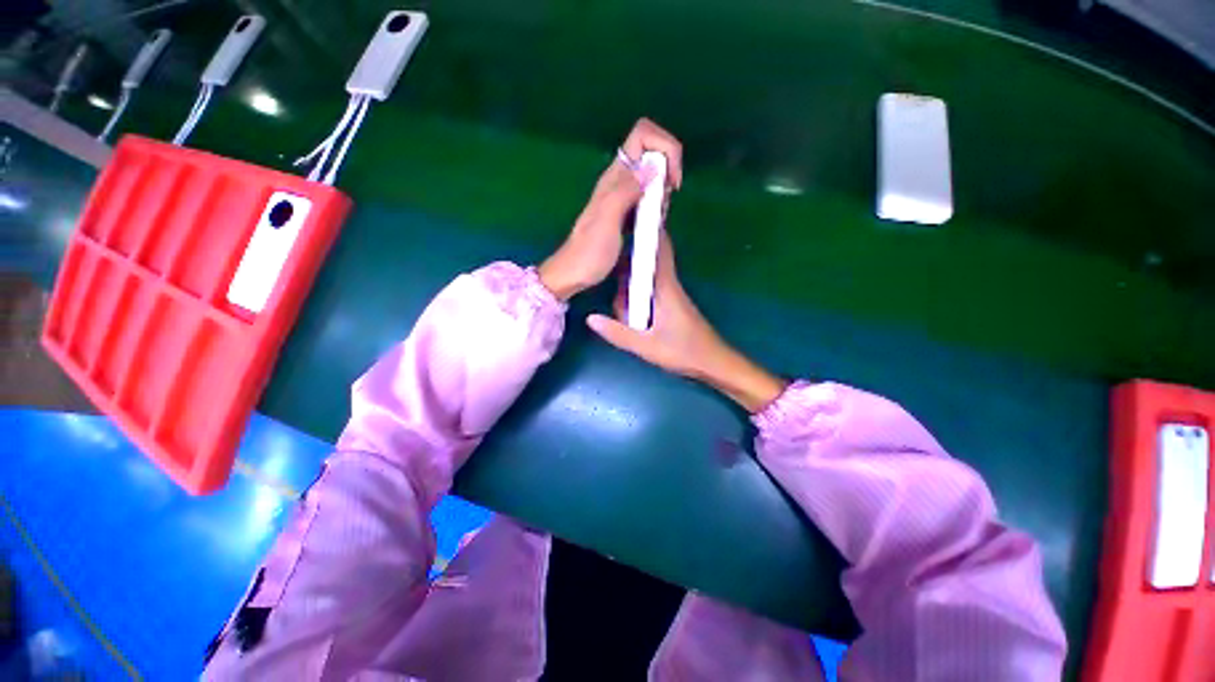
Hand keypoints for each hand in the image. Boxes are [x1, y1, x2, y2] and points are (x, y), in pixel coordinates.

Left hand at [538, 118, 682, 300]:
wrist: (573, 272)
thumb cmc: (589, 252)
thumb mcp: (607, 220)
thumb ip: (626, 191)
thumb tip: (652, 167)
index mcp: (614, 177)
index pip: (642, 134)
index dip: (664, 147)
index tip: (672, 180)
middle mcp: (618, 180)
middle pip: (650, 150)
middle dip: (668, 168)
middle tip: (665, 201)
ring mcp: (620, 196)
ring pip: (651, 173)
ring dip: (663, 188)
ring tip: (658, 215)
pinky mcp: (624, 211)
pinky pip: (646, 194)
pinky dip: (657, 201)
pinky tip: (654, 221)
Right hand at [586, 233, 787, 412]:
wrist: (714, 363)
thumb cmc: (684, 352)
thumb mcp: (646, 346)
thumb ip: (618, 333)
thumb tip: (590, 318)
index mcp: (664, 287)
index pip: (657, 248)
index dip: (646, 228)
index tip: (630, 214)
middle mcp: (667, 285)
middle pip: (645, 263)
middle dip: (626, 263)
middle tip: (607, 268)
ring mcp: (669, 295)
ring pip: (645, 279)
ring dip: (629, 287)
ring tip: (618, 309)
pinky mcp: (670, 305)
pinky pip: (649, 292)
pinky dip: (635, 297)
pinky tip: (627, 314)